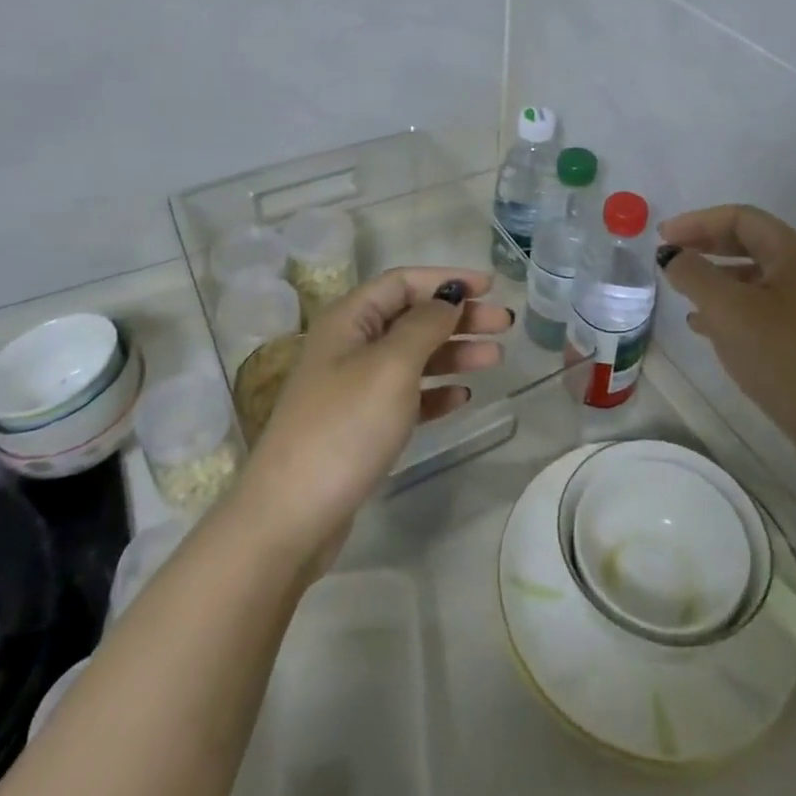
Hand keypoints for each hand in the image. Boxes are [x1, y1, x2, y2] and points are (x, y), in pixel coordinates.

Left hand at [234, 267, 509, 573]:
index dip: (447, 279)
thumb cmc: (345, 426)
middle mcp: (350, 345)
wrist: (291, 516)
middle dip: (458, 317)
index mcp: (349, 319)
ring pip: (413, 356)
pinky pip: (406, 396)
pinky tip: (462, 397)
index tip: (491, 286)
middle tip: (503, 324)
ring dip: (454, 352)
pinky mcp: (360, 426)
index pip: (403, 282)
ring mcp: (353, 387)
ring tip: (495, 358)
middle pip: (412, 317)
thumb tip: (448, 296)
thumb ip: (425, 325)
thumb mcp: (391, 366)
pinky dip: (435, 392)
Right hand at [659, 205, 795, 472]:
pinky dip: (732, 306)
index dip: (696, 222)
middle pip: (748, 242)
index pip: (739, 218)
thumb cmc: (785, 356)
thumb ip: (694, 274)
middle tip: (670, 257)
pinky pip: (763, 304)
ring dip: (715, 278)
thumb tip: (673, 255)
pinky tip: (706, 327)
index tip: (662, 238)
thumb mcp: (728, 311)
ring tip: (682, 294)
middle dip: (705, 247)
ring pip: (754, 276)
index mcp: (794, 252)